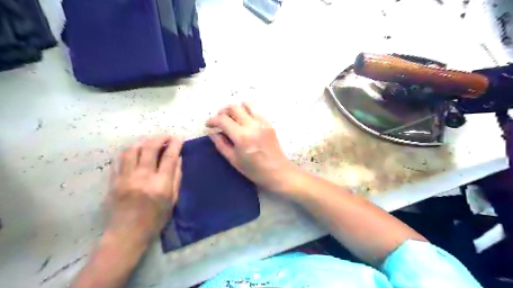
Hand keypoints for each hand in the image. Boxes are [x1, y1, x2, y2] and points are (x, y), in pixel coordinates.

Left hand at [105, 136, 182, 244]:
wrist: (126, 235)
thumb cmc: (155, 220)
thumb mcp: (173, 200)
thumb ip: (176, 178)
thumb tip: (178, 159)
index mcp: (160, 184)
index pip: (169, 157)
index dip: (175, 144)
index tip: (179, 137)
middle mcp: (142, 177)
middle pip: (149, 148)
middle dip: (159, 138)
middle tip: (166, 136)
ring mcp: (125, 178)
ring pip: (132, 150)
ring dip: (142, 141)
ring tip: (149, 141)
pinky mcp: (113, 181)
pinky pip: (119, 160)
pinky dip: (129, 151)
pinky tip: (134, 150)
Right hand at [204, 102, 291, 192]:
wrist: (278, 172)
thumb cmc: (255, 170)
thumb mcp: (234, 160)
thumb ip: (221, 144)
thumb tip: (213, 133)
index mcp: (242, 136)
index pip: (223, 119)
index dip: (212, 120)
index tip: (208, 124)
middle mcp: (252, 125)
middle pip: (234, 107)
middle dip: (223, 111)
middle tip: (219, 120)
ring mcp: (262, 123)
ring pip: (246, 105)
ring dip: (236, 109)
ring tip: (231, 118)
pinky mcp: (268, 124)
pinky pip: (255, 111)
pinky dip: (246, 113)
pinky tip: (244, 123)